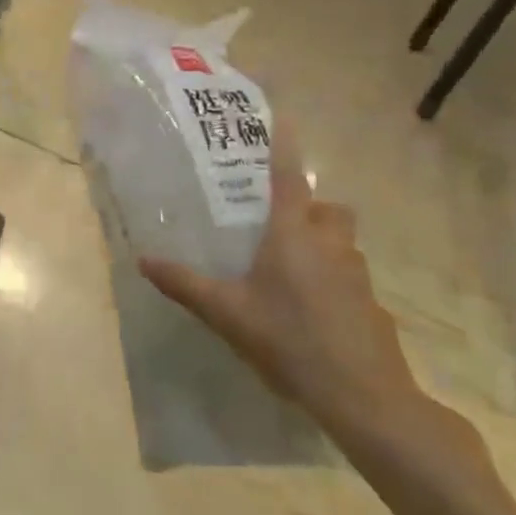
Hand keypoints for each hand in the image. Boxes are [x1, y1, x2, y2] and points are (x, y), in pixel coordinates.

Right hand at [139, 123, 429, 452]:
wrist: (365, 398)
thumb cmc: (290, 340)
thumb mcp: (227, 313)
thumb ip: (185, 284)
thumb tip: (143, 260)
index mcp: (293, 234)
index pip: (289, 176)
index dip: (284, 146)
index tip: (282, 116)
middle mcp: (330, 243)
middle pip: (329, 207)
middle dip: (310, 206)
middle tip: (279, 223)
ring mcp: (358, 275)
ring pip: (342, 241)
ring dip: (322, 242)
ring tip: (290, 267)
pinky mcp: (373, 305)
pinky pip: (350, 276)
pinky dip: (333, 279)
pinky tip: (311, 310)